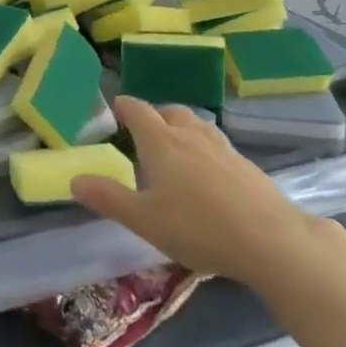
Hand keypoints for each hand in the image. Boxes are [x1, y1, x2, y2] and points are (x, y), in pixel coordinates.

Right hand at [71, 96, 317, 282]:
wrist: (271, 240)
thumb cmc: (198, 227)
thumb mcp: (143, 219)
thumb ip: (108, 198)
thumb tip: (75, 179)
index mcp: (161, 141)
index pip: (137, 110)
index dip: (123, 106)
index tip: (114, 108)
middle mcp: (191, 135)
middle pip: (170, 111)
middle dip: (154, 116)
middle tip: (143, 133)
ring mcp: (223, 148)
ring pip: (197, 125)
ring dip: (182, 128)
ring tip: (176, 148)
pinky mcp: (247, 166)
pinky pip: (218, 146)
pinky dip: (205, 149)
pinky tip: (209, 175)